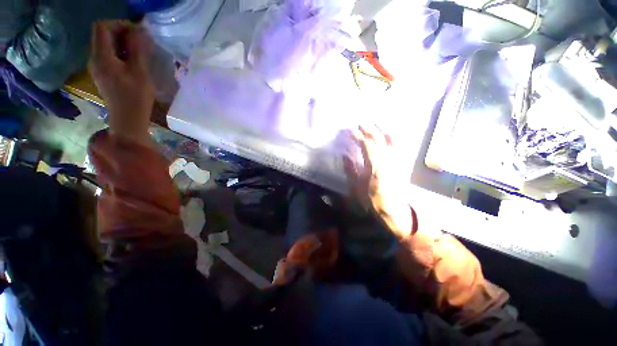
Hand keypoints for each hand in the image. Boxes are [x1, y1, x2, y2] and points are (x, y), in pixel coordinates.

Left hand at [88, 21, 153, 146]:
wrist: (128, 120)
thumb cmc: (135, 98)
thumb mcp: (140, 72)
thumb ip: (137, 49)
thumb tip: (139, 30)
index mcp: (101, 57)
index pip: (102, 27)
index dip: (120, 24)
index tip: (138, 32)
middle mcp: (94, 58)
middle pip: (102, 34)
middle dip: (121, 32)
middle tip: (140, 41)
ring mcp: (96, 67)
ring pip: (105, 44)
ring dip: (121, 42)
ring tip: (138, 51)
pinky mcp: (102, 74)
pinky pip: (107, 55)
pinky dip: (119, 52)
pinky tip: (132, 61)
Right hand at [343, 125, 415, 238]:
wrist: (392, 208)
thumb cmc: (372, 199)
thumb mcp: (356, 186)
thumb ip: (350, 169)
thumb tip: (345, 155)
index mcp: (374, 166)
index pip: (365, 145)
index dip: (357, 136)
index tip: (349, 130)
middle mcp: (387, 160)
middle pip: (378, 139)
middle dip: (368, 129)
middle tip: (359, 123)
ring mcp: (395, 160)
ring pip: (389, 139)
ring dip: (380, 129)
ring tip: (373, 123)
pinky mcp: (400, 163)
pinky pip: (397, 145)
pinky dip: (392, 137)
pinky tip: (388, 133)